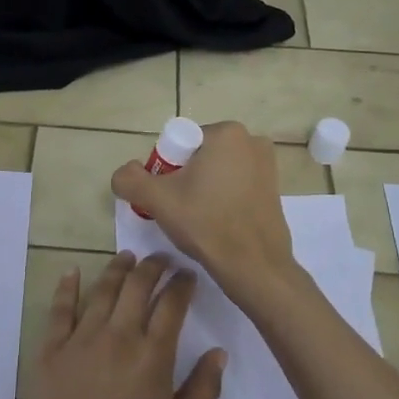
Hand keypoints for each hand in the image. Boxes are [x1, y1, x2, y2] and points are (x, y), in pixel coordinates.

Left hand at [10, 252, 224, 398]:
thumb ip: (203, 388)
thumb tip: (218, 351)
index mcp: (153, 354)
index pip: (172, 303)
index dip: (183, 283)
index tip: (188, 274)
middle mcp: (118, 335)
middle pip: (137, 286)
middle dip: (153, 266)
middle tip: (161, 259)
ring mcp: (81, 339)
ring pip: (102, 290)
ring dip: (117, 269)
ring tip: (127, 258)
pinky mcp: (50, 350)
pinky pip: (59, 310)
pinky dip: (67, 287)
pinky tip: (72, 272)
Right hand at [110, 121, 296, 301]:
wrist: (254, 266)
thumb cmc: (206, 223)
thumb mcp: (157, 200)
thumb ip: (130, 179)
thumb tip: (125, 174)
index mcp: (226, 133)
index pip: (178, 144)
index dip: (165, 170)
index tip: (166, 197)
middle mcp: (251, 140)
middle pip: (198, 157)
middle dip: (183, 180)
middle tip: (178, 210)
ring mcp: (267, 165)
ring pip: (216, 172)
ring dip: (201, 190)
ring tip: (197, 219)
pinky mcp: (274, 188)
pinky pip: (235, 186)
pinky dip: (221, 199)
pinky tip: (216, 223)